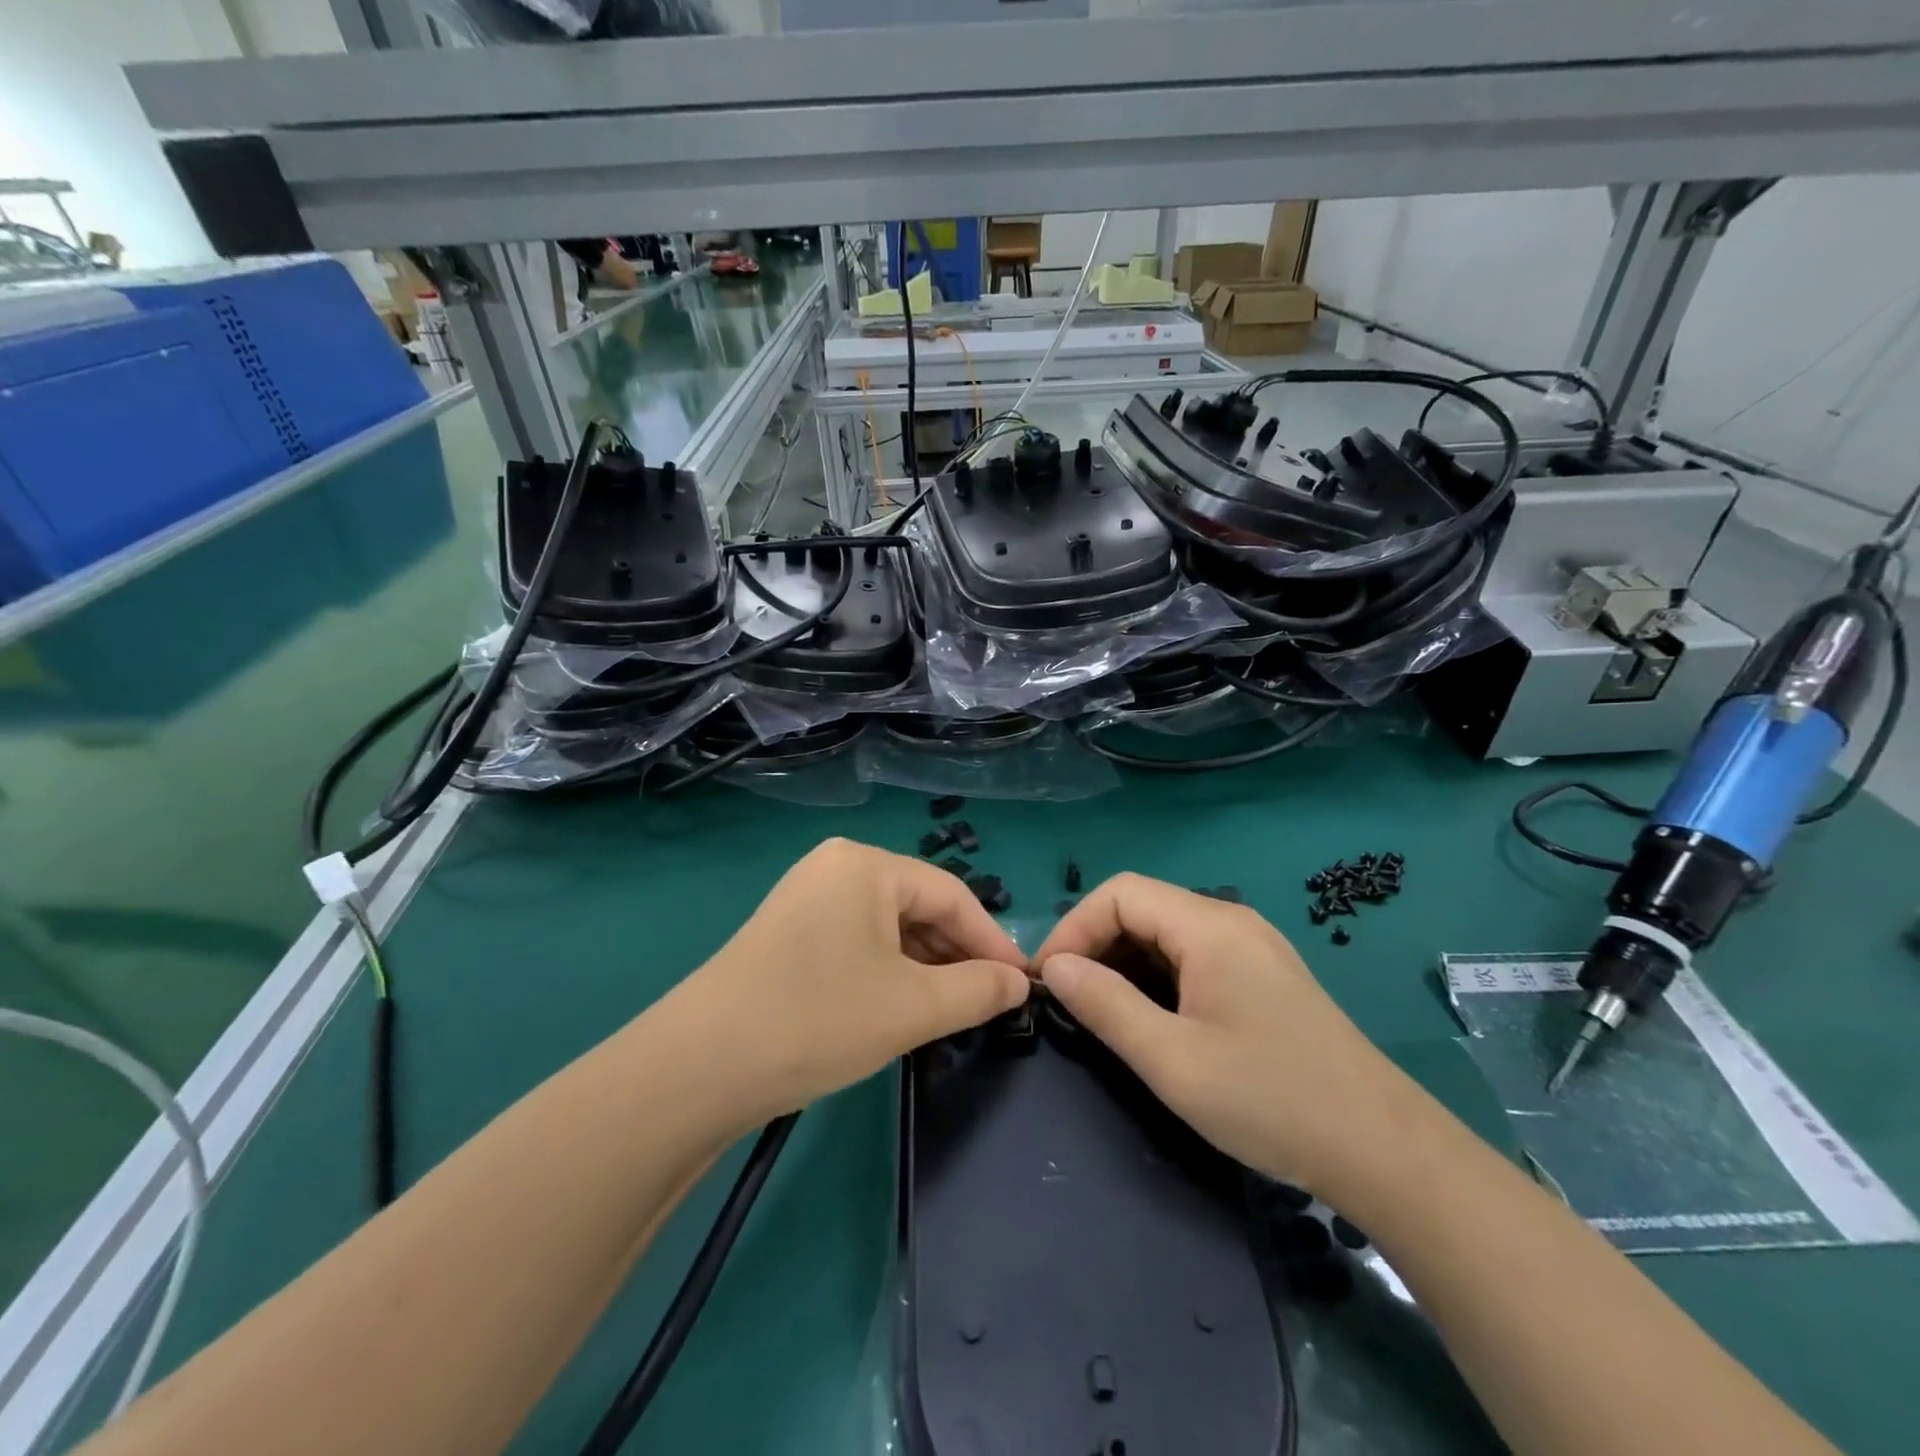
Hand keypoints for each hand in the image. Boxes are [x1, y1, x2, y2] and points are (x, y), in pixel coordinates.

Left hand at [668, 838, 1029, 1124]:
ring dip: (925, 968)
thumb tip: (1019, 985)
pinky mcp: (788, 935)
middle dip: (957, 955)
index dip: (993, 941)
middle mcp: (835, 869)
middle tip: (990, 1003)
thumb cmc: (817, 1019)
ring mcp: (806, 900)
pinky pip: (858, 944)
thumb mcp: (911, 1007)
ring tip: (953, 1012)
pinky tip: (903, 1009)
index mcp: (866, 865)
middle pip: (918, 907)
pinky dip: (889, 973)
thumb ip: (977, 990)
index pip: (951, 894)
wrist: (697, 1068)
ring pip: (888, 929)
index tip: (1023, 985)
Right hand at [1033, 873, 1409, 1195]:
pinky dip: (1156, 974)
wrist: (1384, 1150)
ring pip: (1165, 932)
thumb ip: (1105, 1005)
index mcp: (1210, 927)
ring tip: (1100, 1010)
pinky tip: (1150, 1015)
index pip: (1119, 894)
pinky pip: (1192, 954)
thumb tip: (1055, 968)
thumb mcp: (1172, 1060)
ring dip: (1123, 961)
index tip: (1048, 980)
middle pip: (1142, 906)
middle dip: (1095, 944)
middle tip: (1068, 999)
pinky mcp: (1263, 973)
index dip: (1074, 928)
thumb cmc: (1271, 1100)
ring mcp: (1252, 946)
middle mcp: (1231, 920)